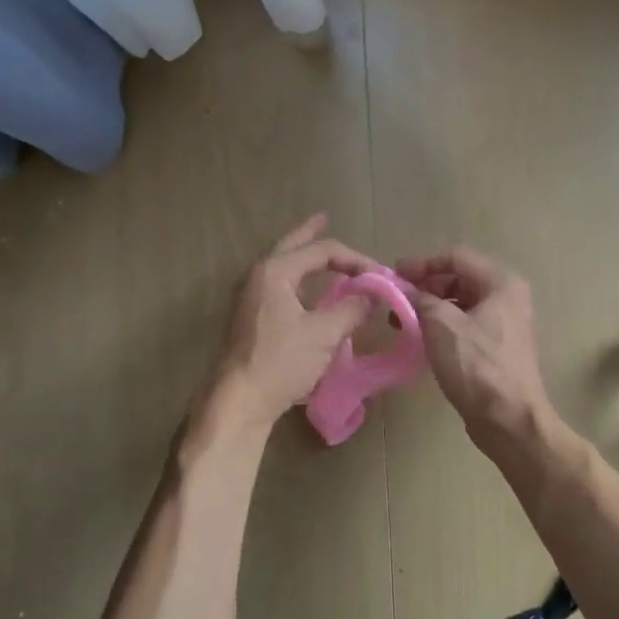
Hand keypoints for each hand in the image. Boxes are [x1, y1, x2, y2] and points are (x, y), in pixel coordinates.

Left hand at [199, 215, 376, 432]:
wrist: (239, 399)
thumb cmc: (280, 362)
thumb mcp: (324, 334)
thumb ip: (351, 309)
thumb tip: (371, 296)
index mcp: (275, 272)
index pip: (322, 251)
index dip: (355, 259)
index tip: (380, 275)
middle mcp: (258, 276)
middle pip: (290, 246)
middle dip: (309, 233)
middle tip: (324, 218)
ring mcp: (249, 297)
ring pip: (280, 266)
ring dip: (301, 256)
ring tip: (318, 252)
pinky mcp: (249, 318)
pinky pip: (276, 285)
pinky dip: (295, 279)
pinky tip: (304, 290)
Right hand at [395, 247, 554, 443]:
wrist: (509, 419)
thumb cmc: (477, 365)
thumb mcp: (441, 325)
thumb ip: (420, 299)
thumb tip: (404, 290)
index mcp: (501, 283)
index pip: (456, 257)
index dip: (422, 264)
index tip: (394, 275)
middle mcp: (507, 297)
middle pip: (459, 279)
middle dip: (425, 287)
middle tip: (395, 299)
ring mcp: (505, 324)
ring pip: (460, 304)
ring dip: (430, 308)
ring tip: (401, 321)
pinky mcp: (497, 348)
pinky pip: (465, 325)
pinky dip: (441, 327)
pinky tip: (420, 339)